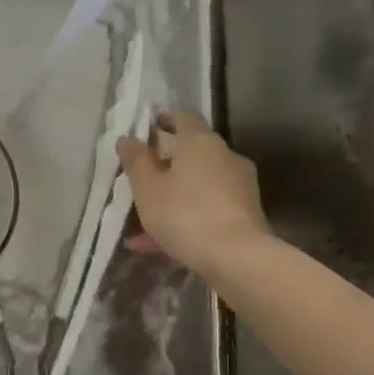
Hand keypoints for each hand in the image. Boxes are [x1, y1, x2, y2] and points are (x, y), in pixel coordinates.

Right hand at [117, 111, 269, 274]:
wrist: (237, 257)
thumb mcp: (147, 188)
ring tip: (142, 224)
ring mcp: (239, 186)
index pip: (183, 117)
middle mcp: (225, 156)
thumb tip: (127, 138)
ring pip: (198, 185)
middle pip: (192, 153)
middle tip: (142, 179)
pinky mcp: (246, 214)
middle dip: (166, 165)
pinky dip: (186, 218)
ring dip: (173, 196)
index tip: (148, 129)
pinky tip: (159, 245)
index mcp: (200, 142)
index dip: (165, 120)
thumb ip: (136, 161)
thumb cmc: (184, 213)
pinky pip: (208, 209)